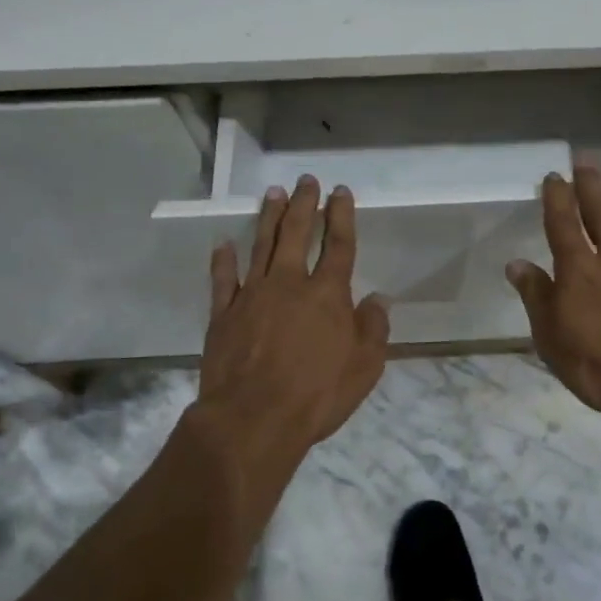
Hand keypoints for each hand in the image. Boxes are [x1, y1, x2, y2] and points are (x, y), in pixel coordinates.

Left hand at [196, 176, 390, 453]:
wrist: (252, 419)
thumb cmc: (317, 394)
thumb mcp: (364, 367)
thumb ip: (373, 328)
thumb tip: (377, 299)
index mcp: (327, 294)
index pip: (338, 245)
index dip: (341, 216)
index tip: (340, 192)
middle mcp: (289, 284)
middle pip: (297, 234)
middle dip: (303, 204)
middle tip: (305, 180)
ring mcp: (252, 296)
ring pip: (261, 246)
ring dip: (268, 218)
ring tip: (273, 193)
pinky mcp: (223, 315)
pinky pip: (223, 280)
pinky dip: (223, 261)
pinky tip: (224, 244)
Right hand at [506, 166, 600, 424]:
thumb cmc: (600, 366)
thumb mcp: (552, 338)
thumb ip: (536, 297)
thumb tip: (516, 264)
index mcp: (577, 268)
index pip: (562, 221)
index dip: (556, 196)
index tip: (553, 176)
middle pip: (599, 209)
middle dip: (590, 183)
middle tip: (586, 161)